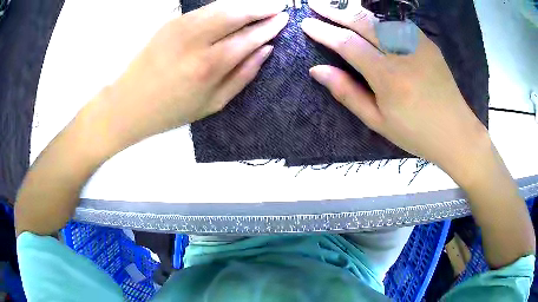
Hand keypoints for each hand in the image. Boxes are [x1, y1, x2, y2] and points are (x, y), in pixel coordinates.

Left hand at [86, 0, 288, 150]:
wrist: (129, 103)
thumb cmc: (172, 110)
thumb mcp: (213, 103)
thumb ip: (243, 75)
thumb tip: (266, 50)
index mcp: (209, 66)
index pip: (249, 36)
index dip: (270, 26)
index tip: (284, 19)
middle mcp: (196, 41)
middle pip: (236, 12)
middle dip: (262, 6)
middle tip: (279, 5)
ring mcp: (180, 27)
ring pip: (221, 5)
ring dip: (245, 2)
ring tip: (262, 4)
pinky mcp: (170, 22)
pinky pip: (204, 8)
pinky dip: (224, 4)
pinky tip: (235, 7)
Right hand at [301, 0, 488, 181]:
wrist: (455, 131)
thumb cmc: (415, 133)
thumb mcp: (377, 121)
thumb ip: (347, 93)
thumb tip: (317, 70)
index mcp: (387, 77)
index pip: (348, 44)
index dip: (324, 32)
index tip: (306, 24)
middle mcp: (402, 53)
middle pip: (363, 22)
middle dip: (336, 11)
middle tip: (315, 4)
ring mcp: (417, 44)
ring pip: (380, 17)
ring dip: (355, 9)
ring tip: (338, 6)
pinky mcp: (427, 43)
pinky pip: (397, 22)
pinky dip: (378, 16)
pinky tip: (368, 16)